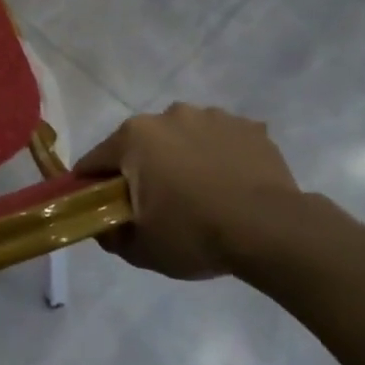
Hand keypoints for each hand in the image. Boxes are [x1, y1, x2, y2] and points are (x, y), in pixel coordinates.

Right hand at [77, 103, 304, 280]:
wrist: (272, 231)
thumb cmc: (194, 233)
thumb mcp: (141, 249)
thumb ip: (110, 235)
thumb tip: (102, 226)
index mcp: (134, 137)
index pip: (96, 161)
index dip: (93, 186)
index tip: (101, 208)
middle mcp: (168, 115)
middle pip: (141, 144)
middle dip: (142, 169)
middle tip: (157, 205)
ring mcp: (212, 117)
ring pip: (183, 138)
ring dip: (183, 158)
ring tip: (201, 194)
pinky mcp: (249, 128)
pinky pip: (222, 141)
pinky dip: (219, 157)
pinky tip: (231, 186)